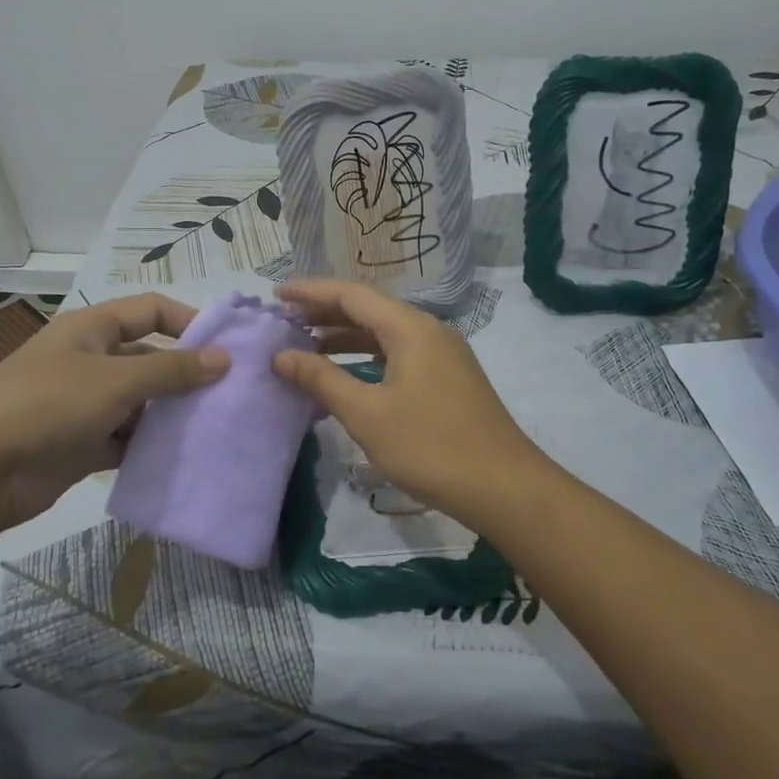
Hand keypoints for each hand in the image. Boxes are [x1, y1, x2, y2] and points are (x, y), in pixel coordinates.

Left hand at [0, 294, 228, 524]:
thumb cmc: (47, 405)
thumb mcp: (115, 380)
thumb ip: (172, 370)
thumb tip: (224, 358)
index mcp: (92, 330)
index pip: (151, 310)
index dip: (188, 321)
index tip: (227, 345)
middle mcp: (91, 361)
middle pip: (150, 359)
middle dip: (186, 375)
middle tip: (231, 395)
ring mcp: (86, 404)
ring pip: (142, 403)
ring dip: (172, 415)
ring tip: (216, 428)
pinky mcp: (84, 444)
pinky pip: (128, 439)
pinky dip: (151, 447)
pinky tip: (184, 458)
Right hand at [272, 279, 548, 523]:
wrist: (503, 486)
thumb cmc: (430, 447)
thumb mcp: (367, 414)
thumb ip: (322, 380)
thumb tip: (282, 356)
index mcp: (410, 327)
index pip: (352, 294)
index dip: (310, 292)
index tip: (275, 295)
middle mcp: (428, 330)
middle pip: (369, 309)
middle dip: (325, 313)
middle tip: (285, 322)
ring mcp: (442, 354)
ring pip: (385, 333)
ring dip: (345, 336)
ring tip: (306, 348)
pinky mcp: (448, 377)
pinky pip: (399, 353)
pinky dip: (367, 357)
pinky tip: (347, 376)